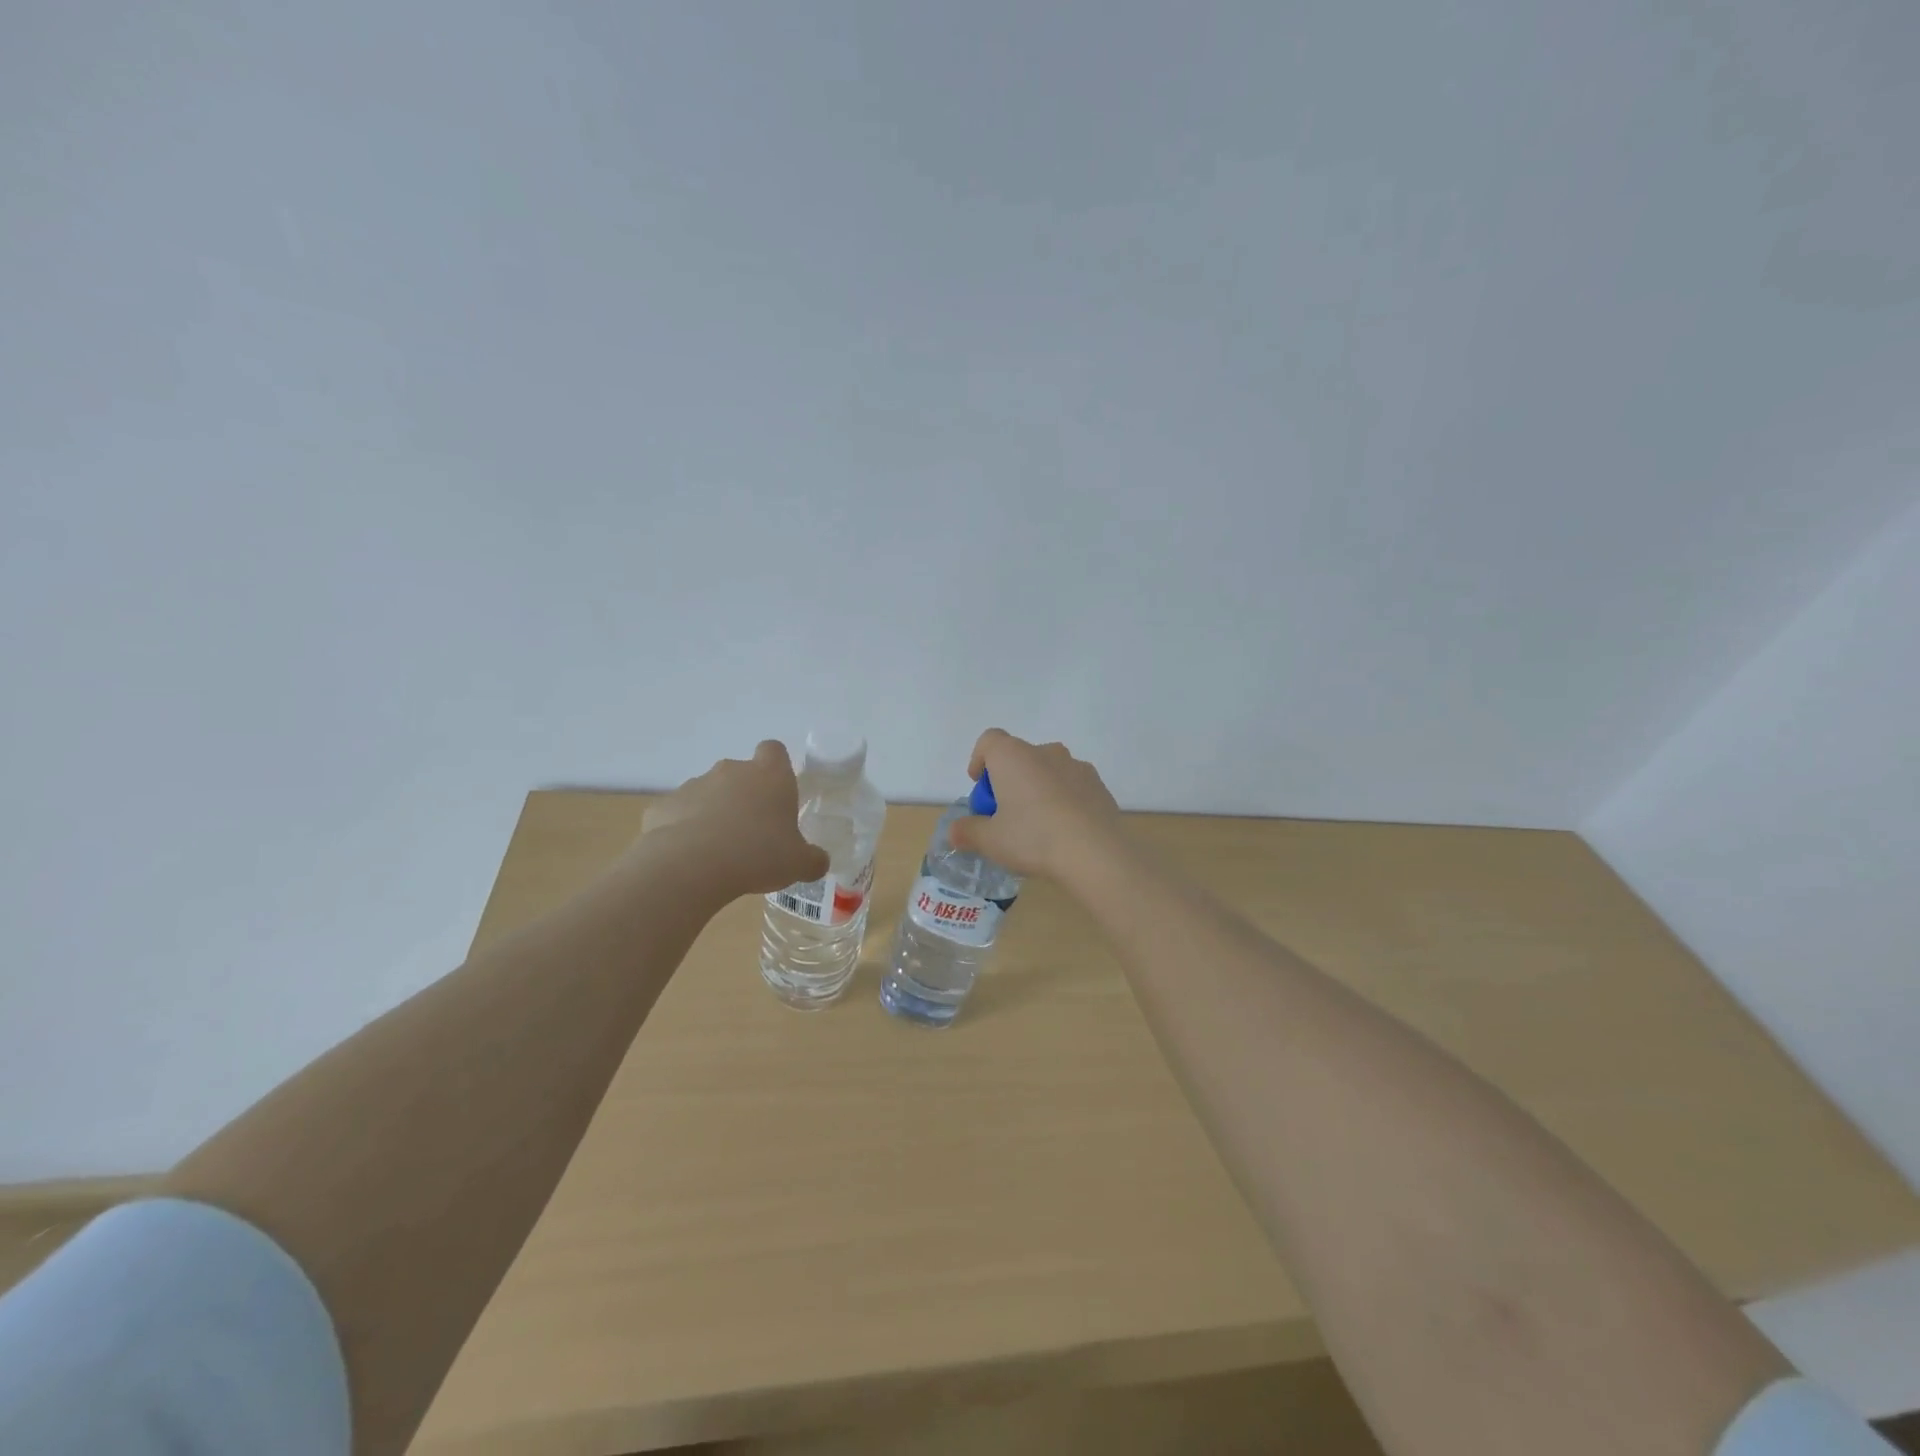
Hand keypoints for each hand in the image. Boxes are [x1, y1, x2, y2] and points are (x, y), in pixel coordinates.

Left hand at [638, 741, 830, 897]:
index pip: (774, 750)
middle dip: (744, 796)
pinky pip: (678, 815)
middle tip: (752, 833)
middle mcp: (731, 771)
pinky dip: (683, 830)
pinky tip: (689, 859)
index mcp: (769, 776)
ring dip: (713, 813)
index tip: (778, 792)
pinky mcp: (663, 806)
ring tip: (718, 852)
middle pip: (739, 773)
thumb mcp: (798, 863)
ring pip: (708, 793)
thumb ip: (812, 859)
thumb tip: (819, 861)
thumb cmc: (758, 854)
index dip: (776, 767)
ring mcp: (693, 785)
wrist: (691, 866)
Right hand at [949, 730, 1124, 882]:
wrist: (1096, 853)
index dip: (979, 760)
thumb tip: (955, 832)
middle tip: (1004, 815)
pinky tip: (1064, 832)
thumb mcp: (991, 841)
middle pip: (1018, 757)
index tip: (980, 787)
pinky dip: (1063, 801)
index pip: (989, 740)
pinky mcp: (1099, 785)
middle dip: (1008, 780)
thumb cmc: (1033, 838)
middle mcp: (1045, 752)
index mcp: (1013, 756)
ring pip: (1047, 771)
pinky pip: (1072, 786)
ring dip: (1037, 789)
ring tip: (1037, 826)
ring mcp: (1077, 766)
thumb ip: (968, 832)